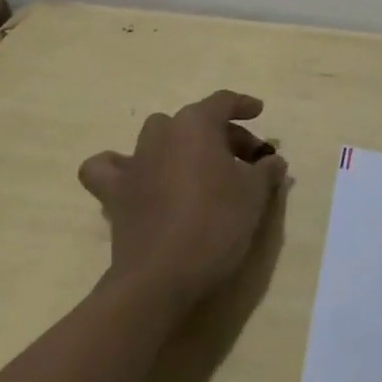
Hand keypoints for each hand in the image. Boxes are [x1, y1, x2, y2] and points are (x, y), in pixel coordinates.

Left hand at [79, 90, 287, 308]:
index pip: (224, 101)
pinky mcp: (114, 194)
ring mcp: (135, 161)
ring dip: (177, 144)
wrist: (159, 279)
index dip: (244, 106)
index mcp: (196, 123)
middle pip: (196, 121)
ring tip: (195, 168)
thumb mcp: (254, 195)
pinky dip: (118, 167)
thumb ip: (266, 170)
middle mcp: (163, 132)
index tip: (259, 113)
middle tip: (244, 162)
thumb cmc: (214, 224)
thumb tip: (273, 161)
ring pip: (158, 136)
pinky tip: (134, 177)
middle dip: (221, 134)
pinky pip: (107, 168)